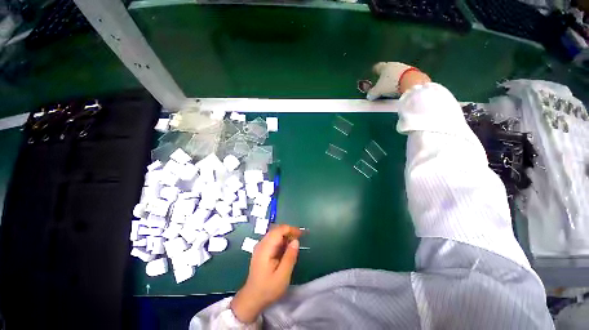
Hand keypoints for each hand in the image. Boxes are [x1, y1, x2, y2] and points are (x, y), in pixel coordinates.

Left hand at [230, 225, 301, 323]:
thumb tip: (296, 240)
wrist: (252, 299)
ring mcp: (260, 247)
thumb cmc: (268, 289)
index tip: (302, 234)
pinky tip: (286, 250)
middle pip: (277, 230)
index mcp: (265, 248)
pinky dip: (281, 241)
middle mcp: (261, 244)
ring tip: (294, 245)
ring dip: (285, 236)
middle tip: (299, 239)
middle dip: (289, 232)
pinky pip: (272, 240)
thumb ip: (290, 257)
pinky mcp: (261, 251)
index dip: (291, 229)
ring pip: (275, 234)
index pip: (279, 230)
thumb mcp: (283, 275)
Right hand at [367, 62, 429, 99]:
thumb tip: (369, 96)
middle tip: (381, 83)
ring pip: (396, 73)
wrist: (412, 82)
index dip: (374, 70)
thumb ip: (372, 93)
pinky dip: (400, 82)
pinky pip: (404, 77)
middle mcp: (395, 65)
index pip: (377, 67)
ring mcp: (405, 68)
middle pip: (387, 70)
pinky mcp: (413, 73)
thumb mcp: (378, 91)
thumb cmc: (391, 84)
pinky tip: (399, 89)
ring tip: (390, 88)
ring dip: (393, 79)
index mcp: (385, 66)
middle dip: (384, 76)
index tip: (373, 72)